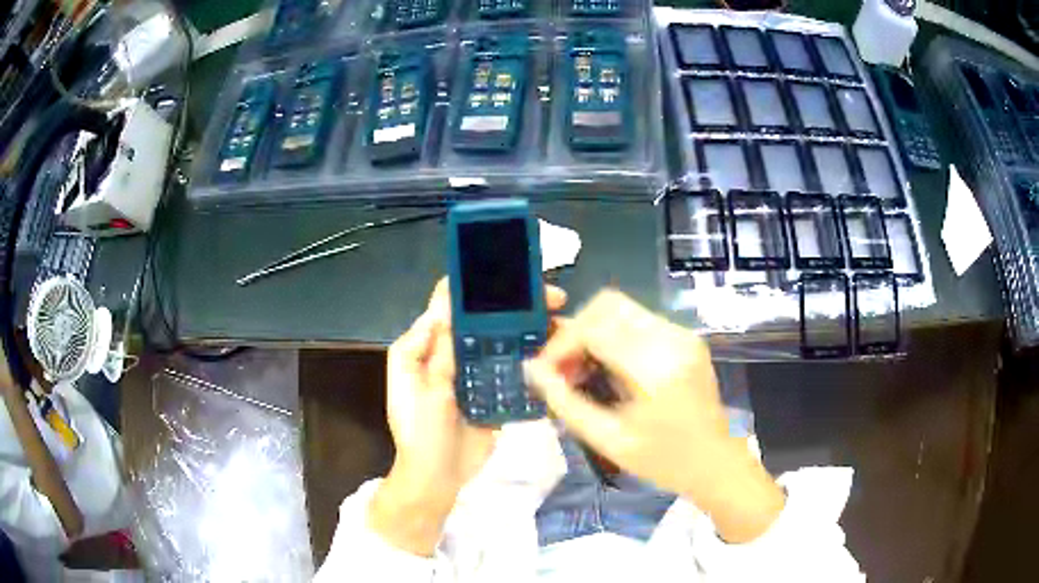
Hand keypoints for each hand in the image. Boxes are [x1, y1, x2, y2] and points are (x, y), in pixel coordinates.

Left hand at [369, 278, 566, 555]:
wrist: (437, 479)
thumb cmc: (419, 434)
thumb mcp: (421, 392)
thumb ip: (436, 353)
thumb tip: (449, 308)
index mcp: (428, 348)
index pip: (449, 305)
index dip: (473, 285)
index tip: (507, 272)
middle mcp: (453, 354)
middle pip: (484, 321)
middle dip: (516, 306)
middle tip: (553, 299)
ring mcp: (475, 375)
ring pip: (504, 343)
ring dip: (531, 332)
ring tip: (564, 326)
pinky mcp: (493, 394)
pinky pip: (514, 372)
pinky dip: (534, 362)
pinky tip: (560, 356)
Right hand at [523, 290, 784, 542]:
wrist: (715, 462)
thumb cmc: (663, 461)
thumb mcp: (609, 441)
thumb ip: (566, 403)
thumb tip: (533, 371)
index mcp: (655, 368)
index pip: (595, 327)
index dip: (561, 344)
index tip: (547, 371)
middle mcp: (672, 339)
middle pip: (608, 305)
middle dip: (576, 331)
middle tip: (564, 368)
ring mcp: (683, 334)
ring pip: (622, 308)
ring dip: (594, 331)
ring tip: (582, 369)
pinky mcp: (687, 337)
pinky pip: (639, 320)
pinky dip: (614, 335)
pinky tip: (608, 366)